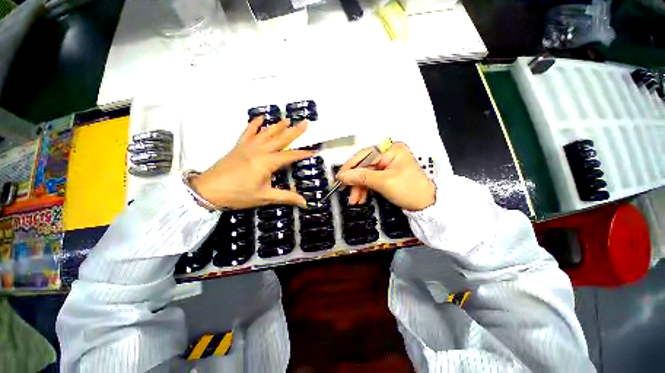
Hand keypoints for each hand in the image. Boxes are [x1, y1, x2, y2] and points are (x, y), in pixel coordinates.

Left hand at [190, 118, 313, 208]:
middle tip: (305, 123)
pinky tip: (260, 117)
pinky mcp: (238, 146)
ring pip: (266, 133)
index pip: (290, 156)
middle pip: (280, 139)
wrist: (207, 190)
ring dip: (278, 126)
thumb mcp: (264, 197)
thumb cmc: (238, 195)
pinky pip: (247, 132)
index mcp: (267, 162)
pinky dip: (254, 124)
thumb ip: (286, 197)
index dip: (302, 154)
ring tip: (288, 119)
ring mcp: (248, 146)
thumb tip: (305, 203)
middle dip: (294, 131)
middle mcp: (259, 150)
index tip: (313, 151)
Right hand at [336, 142, 435, 210]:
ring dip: (359, 187)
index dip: (350, 167)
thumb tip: (342, 176)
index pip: (364, 155)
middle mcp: (388, 153)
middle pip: (364, 165)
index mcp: (391, 149)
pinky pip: (371, 179)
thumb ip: (361, 178)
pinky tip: (361, 197)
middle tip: (346, 192)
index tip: (339, 178)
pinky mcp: (387, 173)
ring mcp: (387, 163)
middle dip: (355, 181)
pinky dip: (365, 188)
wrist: (427, 205)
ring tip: (355, 200)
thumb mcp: (383, 183)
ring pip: (366, 174)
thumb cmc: (409, 190)